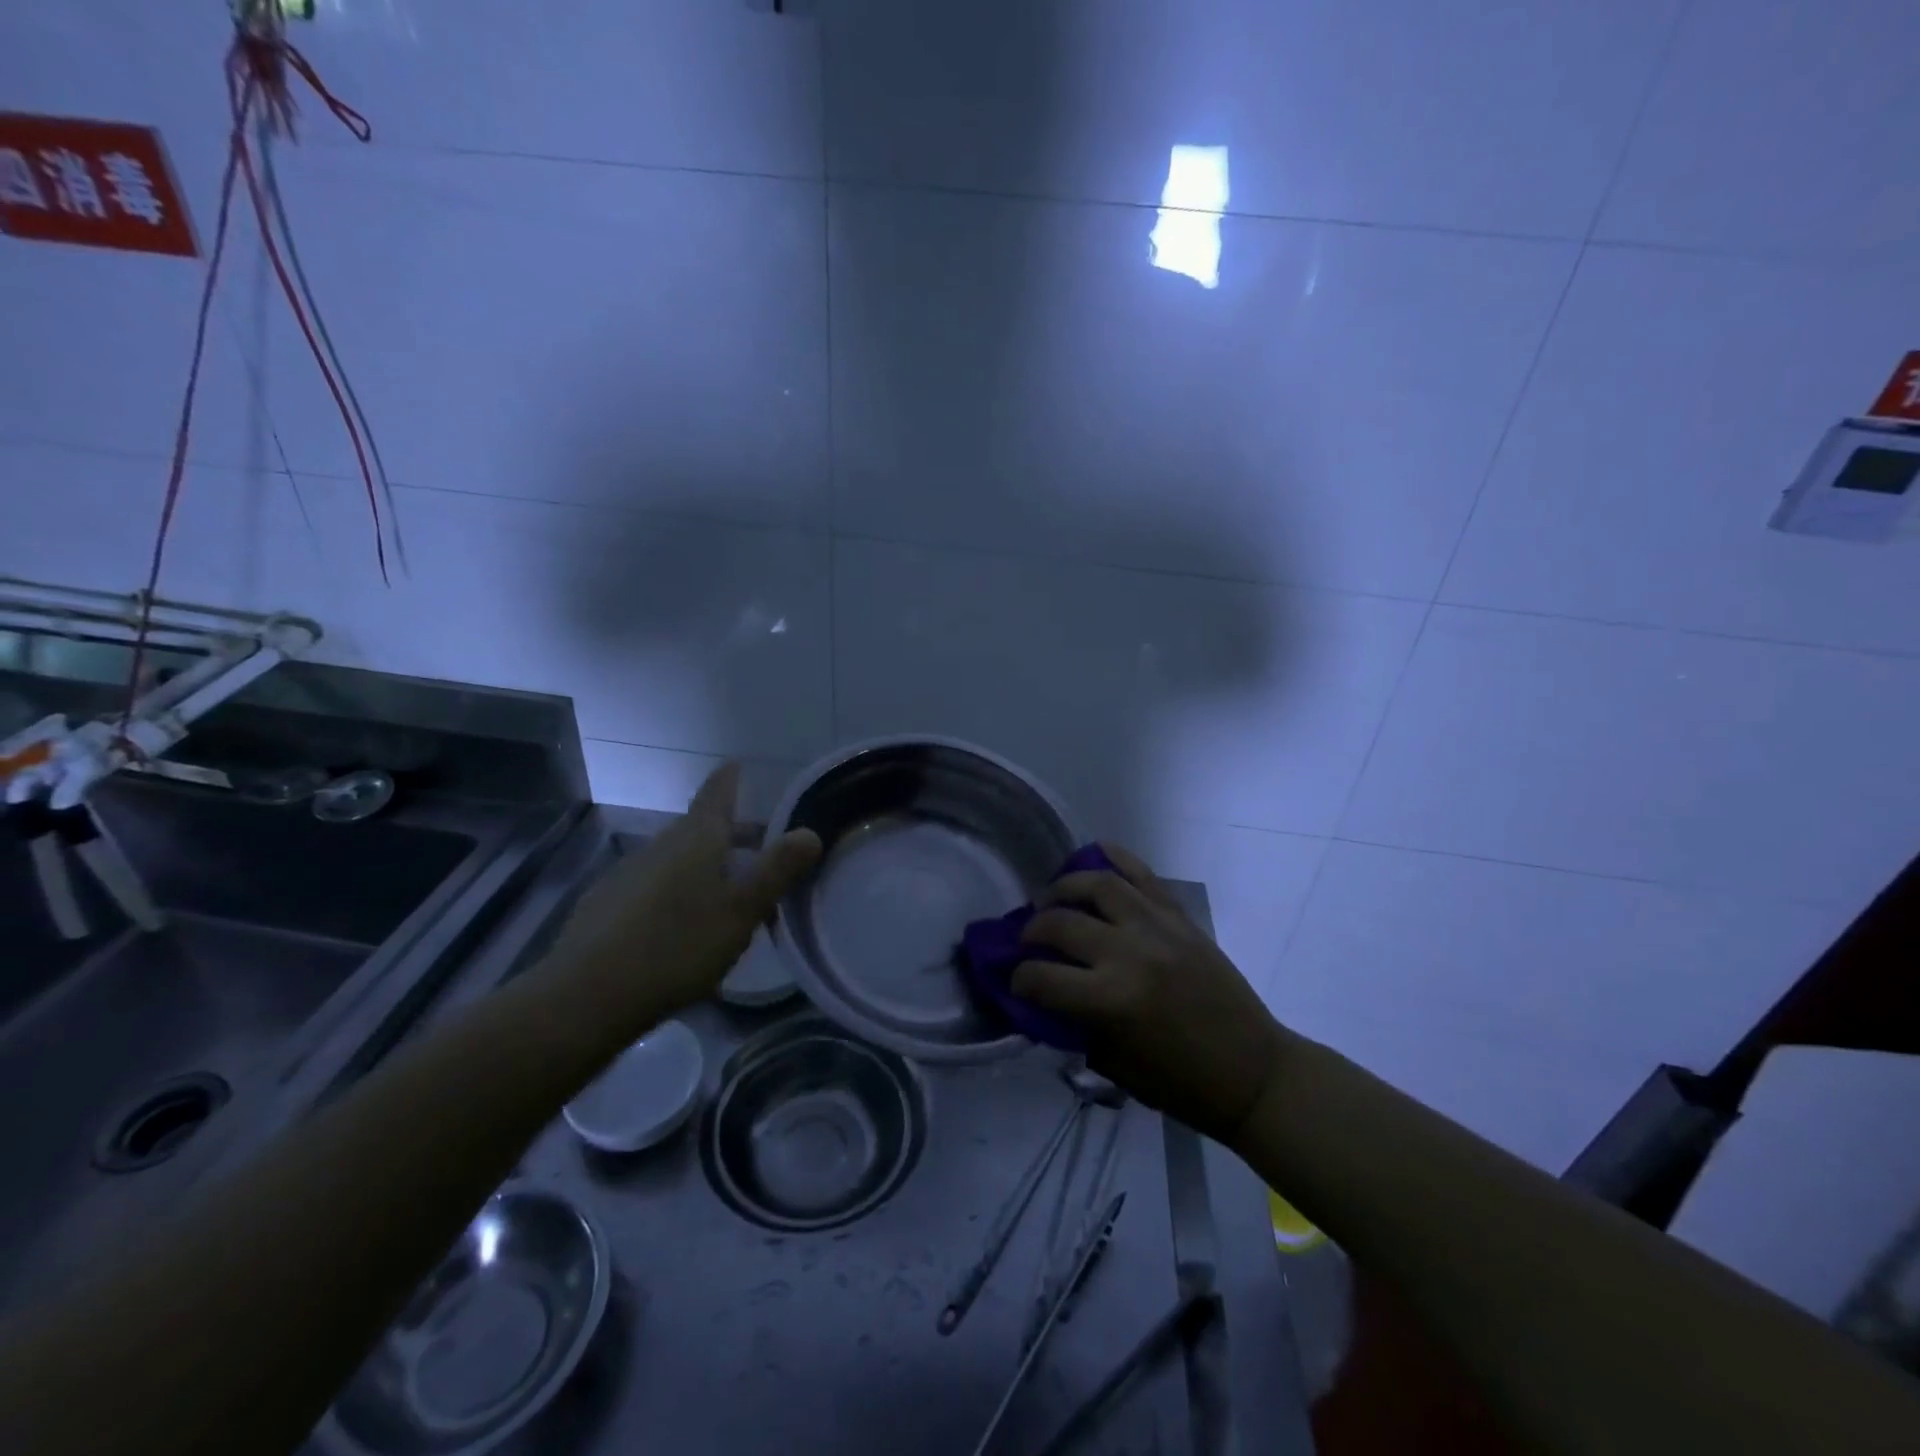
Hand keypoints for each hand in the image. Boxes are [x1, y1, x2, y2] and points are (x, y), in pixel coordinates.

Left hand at [541, 763, 821, 1038]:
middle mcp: (660, 845)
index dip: (730, 778)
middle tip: (762, 854)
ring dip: (706, 867)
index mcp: (696, 838)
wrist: (586, 996)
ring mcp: (627, 873)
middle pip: (701, 828)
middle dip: (732, 835)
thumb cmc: (677, 945)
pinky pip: (654, 886)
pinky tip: (681, 926)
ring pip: (677, 858)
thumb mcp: (741, 911)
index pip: (717, 793)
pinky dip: (677, 892)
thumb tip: (809, 831)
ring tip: (728, 897)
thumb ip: (777, 871)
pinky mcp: (606, 905)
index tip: (737, 765)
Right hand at [1013, 844, 1288, 1144]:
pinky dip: (1114, 858)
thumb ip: (1073, 1025)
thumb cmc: (1181, 1083)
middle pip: (1061, 923)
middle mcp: (1130, 953)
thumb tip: (1041, 996)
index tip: (1015, 981)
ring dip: (1064, 887)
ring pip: (1098, 884)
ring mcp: (1158, 927)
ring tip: (1053, 898)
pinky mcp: (1180, 917)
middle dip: (1032, 930)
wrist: (1253, 1071)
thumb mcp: (1114, 1065)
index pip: (1042, 978)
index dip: (1018, 980)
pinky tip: (1093, 858)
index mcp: (1112, 1000)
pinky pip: (1142, 874)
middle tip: (1028, 940)